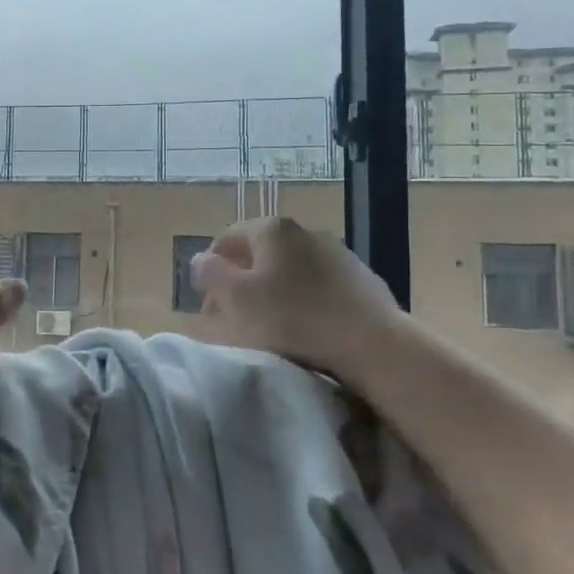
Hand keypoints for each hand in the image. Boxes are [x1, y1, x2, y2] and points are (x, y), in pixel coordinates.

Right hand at [190, 218, 406, 386]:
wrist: (372, 344)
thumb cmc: (293, 318)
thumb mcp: (235, 298)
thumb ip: (210, 273)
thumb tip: (201, 260)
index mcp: (272, 229)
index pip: (228, 238)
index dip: (212, 269)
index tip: (208, 303)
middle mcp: (305, 232)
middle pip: (260, 254)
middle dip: (242, 282)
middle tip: (232, 317)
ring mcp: (338, 254)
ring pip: (290, 270)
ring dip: (273, 292)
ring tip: (269, 327)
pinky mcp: (362, 280)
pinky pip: (319, 287)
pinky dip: (304, 301)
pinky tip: (305, 328)